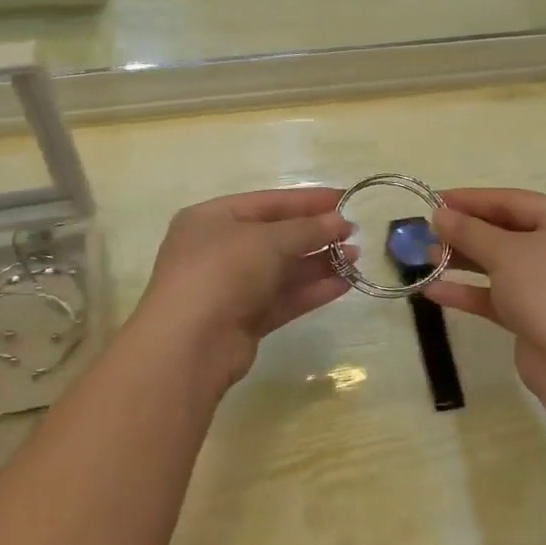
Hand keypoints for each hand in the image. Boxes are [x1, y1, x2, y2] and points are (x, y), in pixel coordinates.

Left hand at [130, 188, 353, 390]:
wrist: (189, 345)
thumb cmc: (222, 272)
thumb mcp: (267, 240)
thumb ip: (306, 229)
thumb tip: (339, 222)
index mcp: (211, 219)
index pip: (268, 202)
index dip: (308, 200)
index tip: (345, 198)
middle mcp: (217, 249)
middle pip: (275, 236)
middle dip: (315, 234)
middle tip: (354, 233)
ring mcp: (229, 287)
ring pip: (281, 270)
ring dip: (318, 263)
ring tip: (356, 258)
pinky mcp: (243, 320)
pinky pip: (282, 298)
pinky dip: (310, 290)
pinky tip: (343, 284)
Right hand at [424, 189, 545, 394]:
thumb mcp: (504, 252)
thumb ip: (468, 230)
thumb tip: (439, 214)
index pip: (512, 200)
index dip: (471, 199)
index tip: (434, 199)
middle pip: (506, 231)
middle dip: (465, 232)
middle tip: (427, 230)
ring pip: (501, 264)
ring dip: (463, 261)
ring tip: (426, 258)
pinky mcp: (537, 316)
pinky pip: (499, 296)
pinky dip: (470, 292)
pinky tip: (434, 291)